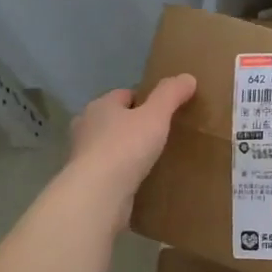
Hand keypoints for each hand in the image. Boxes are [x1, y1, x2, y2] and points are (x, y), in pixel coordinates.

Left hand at [67, 75, 197, 216]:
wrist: (98, 194)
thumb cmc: (126, 147)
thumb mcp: (156, 116)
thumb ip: (171, 94)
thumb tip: (188, 77)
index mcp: (100, 106)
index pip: (124, 95)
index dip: (145, 100)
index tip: (165, 113)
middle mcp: (86, 126)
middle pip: (114, 119)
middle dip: (133, 125)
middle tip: (160, 136)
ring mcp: (83, 156)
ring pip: (109, 145)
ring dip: (126, 150)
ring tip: (151, 159)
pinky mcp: (86, 181)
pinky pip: (108, 170)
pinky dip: (121, 173)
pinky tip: (138, 180)